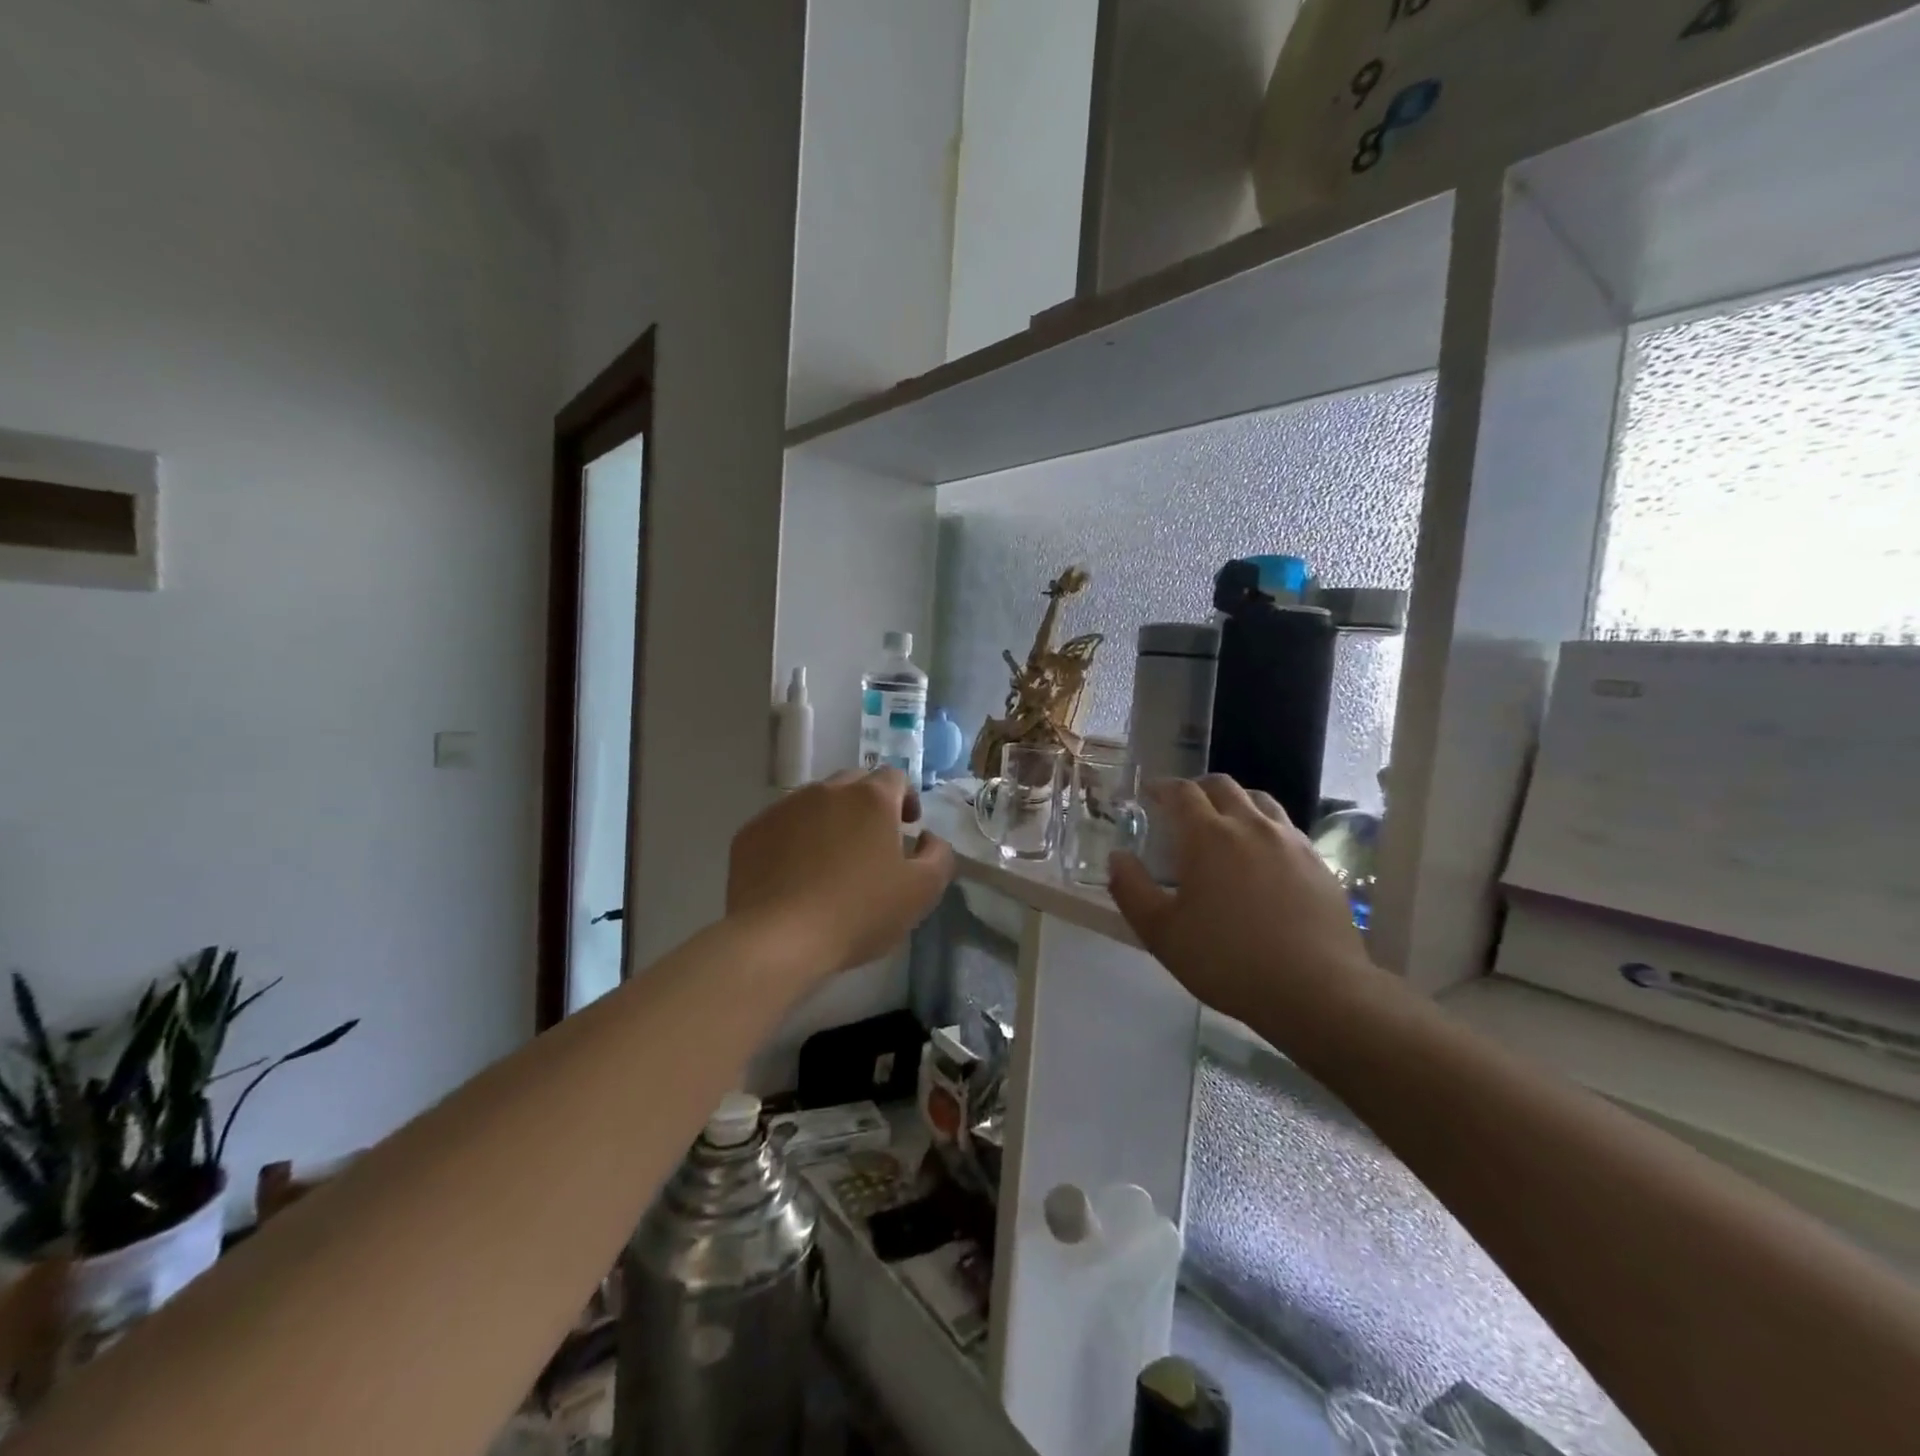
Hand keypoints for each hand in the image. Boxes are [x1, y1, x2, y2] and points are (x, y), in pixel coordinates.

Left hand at [727, 770, 955, 982]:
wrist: (778, 939)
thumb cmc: (858, 912)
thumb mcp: (921, 892)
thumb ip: (939, 856)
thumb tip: (929, 838)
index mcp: (870, 798)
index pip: (895, 777)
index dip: (906, 799)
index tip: (907, 829)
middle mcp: (825, 791)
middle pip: (854, 784)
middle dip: (868, 805)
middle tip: (872, 844)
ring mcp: (784, 808)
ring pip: (815, 802)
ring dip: (830, 820)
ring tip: (832, 861)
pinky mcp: (751, 832)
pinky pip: (782, 825)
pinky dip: (795, 839)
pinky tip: (796, 874)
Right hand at [1109, 776, 1381, 1026]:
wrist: (1316, 990)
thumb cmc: (1227, 961)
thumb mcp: (1162, 933)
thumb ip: (1132, 890)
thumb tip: (1117, 857)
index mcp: (1208, 836)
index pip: (1182, 792)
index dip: (1162, 787)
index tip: (1150, 793)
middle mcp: (1250, 826)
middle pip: (1223, 786)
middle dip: (1198, 788)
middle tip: (1183, 806)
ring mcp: (1290, 841)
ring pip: (1260, 801)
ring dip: (1236, 802)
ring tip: (1225, 823)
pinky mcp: (1318, 863)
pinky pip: (1286, 828)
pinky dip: (1265, 827)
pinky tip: (1263, 856)